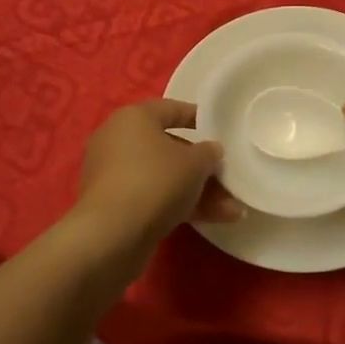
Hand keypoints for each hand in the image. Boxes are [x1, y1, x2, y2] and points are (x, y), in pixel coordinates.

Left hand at [72, 99, 244, 262]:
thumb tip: (210, 151)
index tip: (221, 129)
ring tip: (232, 210)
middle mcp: (118, 140)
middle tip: (228, 179)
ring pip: (164, 178)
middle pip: (169, 148)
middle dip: (202, 168)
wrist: (112, 234)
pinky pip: (153, 197)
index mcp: (133, 118)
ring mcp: (113, 175)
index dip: (198, 117)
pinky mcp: (113, 205)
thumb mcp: (196, 163)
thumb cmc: (156, 181)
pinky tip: (212, 221)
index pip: (171, 109)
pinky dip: (179, 206)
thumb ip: (209, 153)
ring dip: (198, 192)